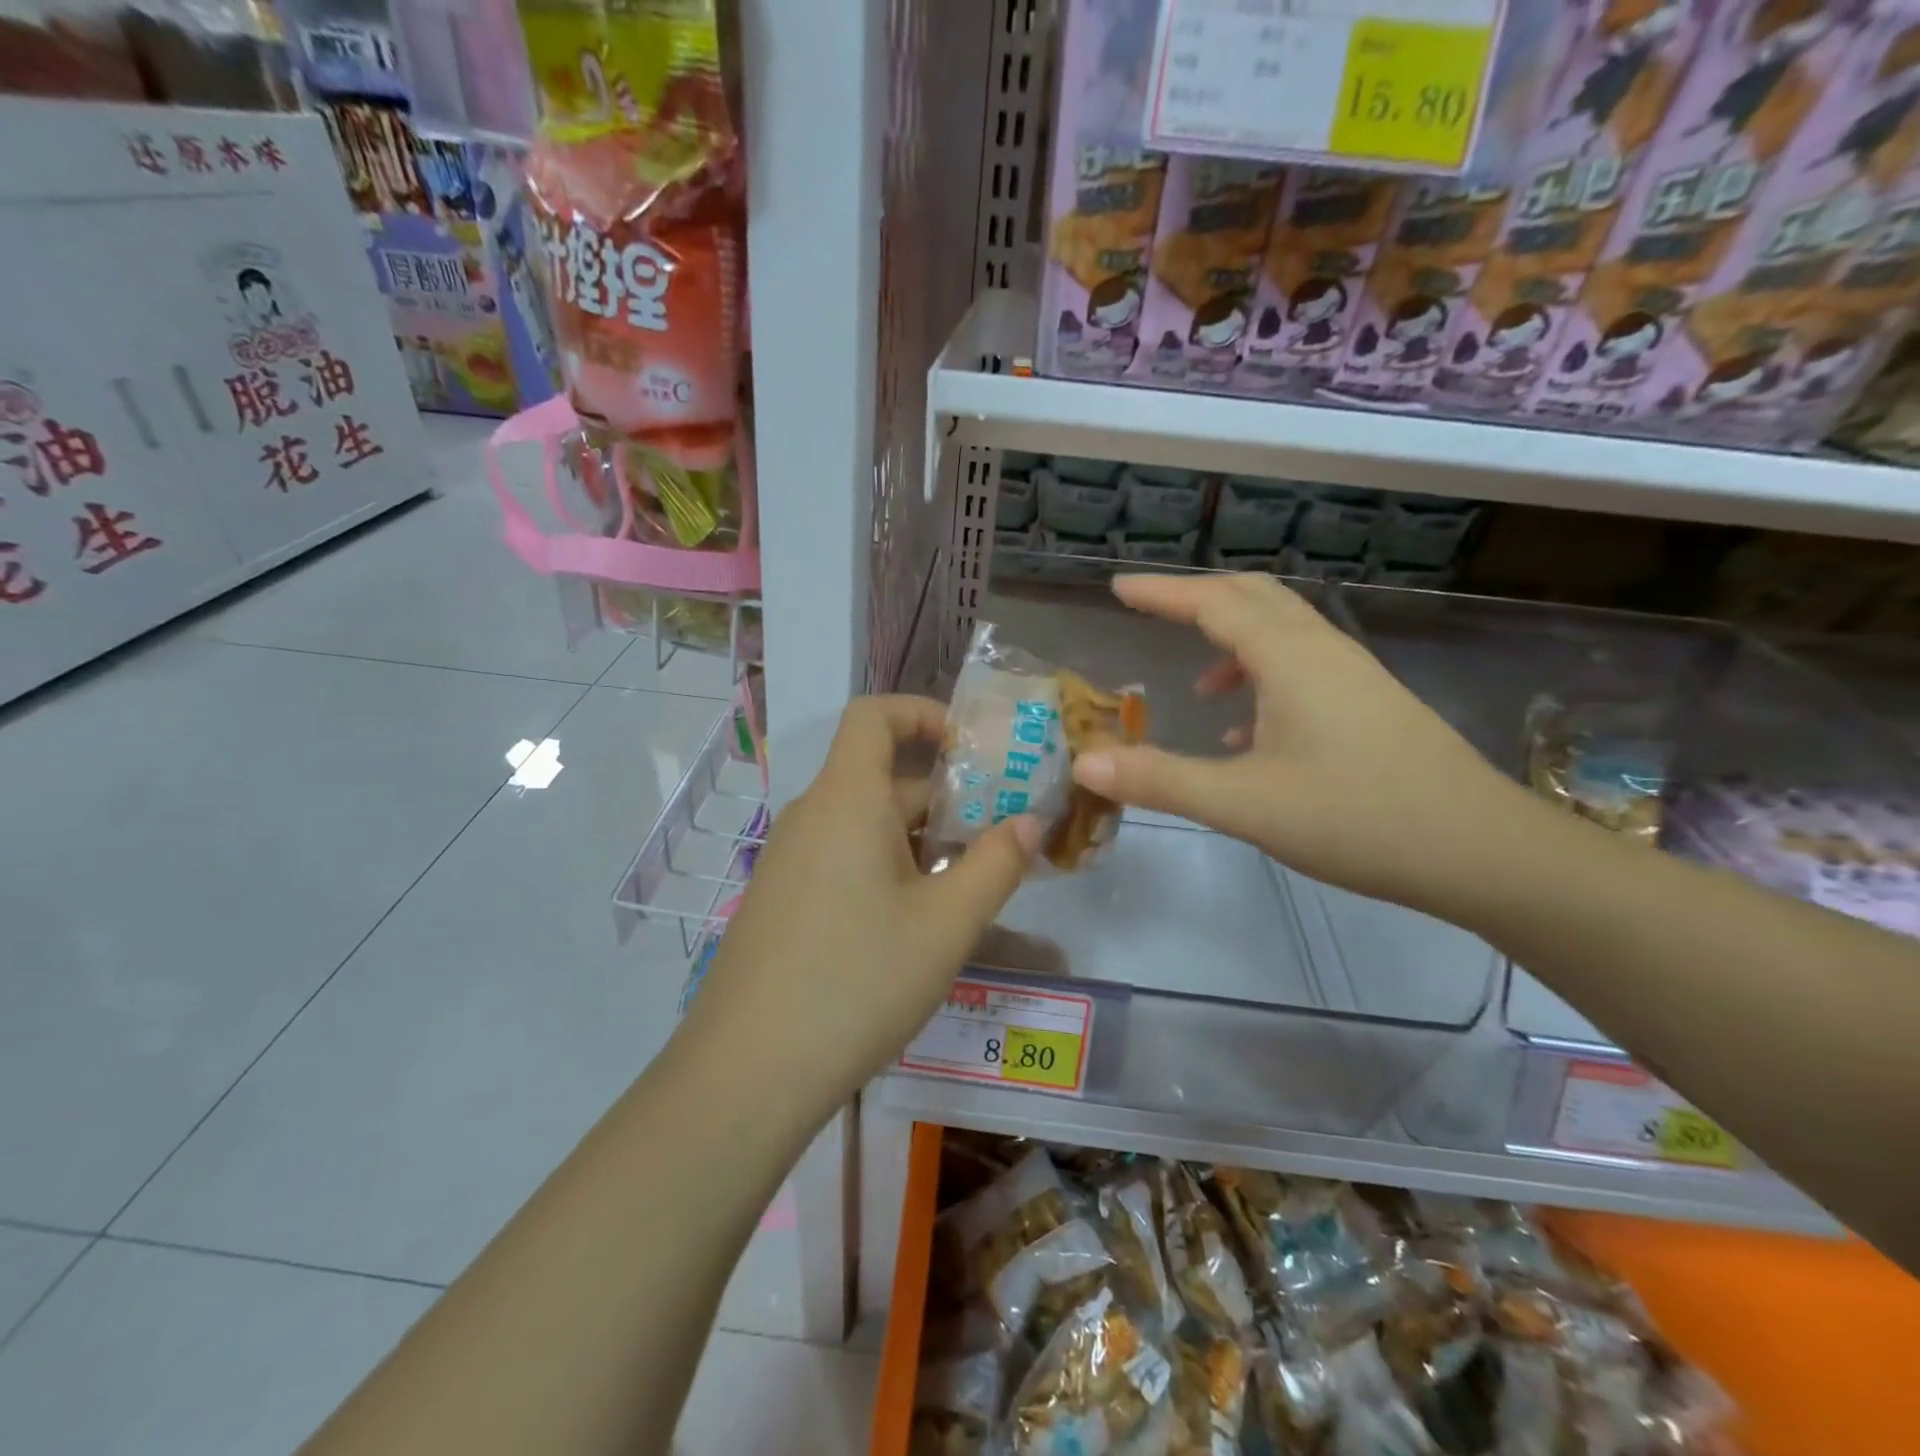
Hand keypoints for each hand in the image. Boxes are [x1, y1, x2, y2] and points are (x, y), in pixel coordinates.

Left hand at [683, 695, 1038, 1114]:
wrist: (748, 1072)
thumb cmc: (858, 982)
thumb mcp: (946, 924)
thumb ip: (996, 864)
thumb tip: (1030, 822)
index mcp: (847, 799)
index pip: (874, 715)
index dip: (924, 713)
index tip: (972, 749)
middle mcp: (812, 816)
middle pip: (881, 776)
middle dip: (945, 795)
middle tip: (1000, 833)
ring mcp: (790, 859)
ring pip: (865, 823)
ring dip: (920, 837)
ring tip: (970, 882)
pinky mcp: (782, 898)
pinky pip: (842, 856)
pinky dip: (886, 865)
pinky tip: (916, 921)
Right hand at [1071, 573, 1534, 912]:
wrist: (1482, 851)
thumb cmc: (1357, 817)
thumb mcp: (1244, 803)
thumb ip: (1161, 779)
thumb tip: (1086, 763)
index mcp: (1290, 659)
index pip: (1213, 603)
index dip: (1162, 592)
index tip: (1118, 586)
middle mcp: (1322, 652)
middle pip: (1253, 598)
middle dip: (1198, 598)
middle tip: (1151, 611)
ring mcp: (1353, 676)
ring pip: (1282, 633)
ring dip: (1232, 641)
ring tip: (1197, 685)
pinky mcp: (1370, 704)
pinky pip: (1303, 668)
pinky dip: (1262, 678)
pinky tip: (1248, 733)